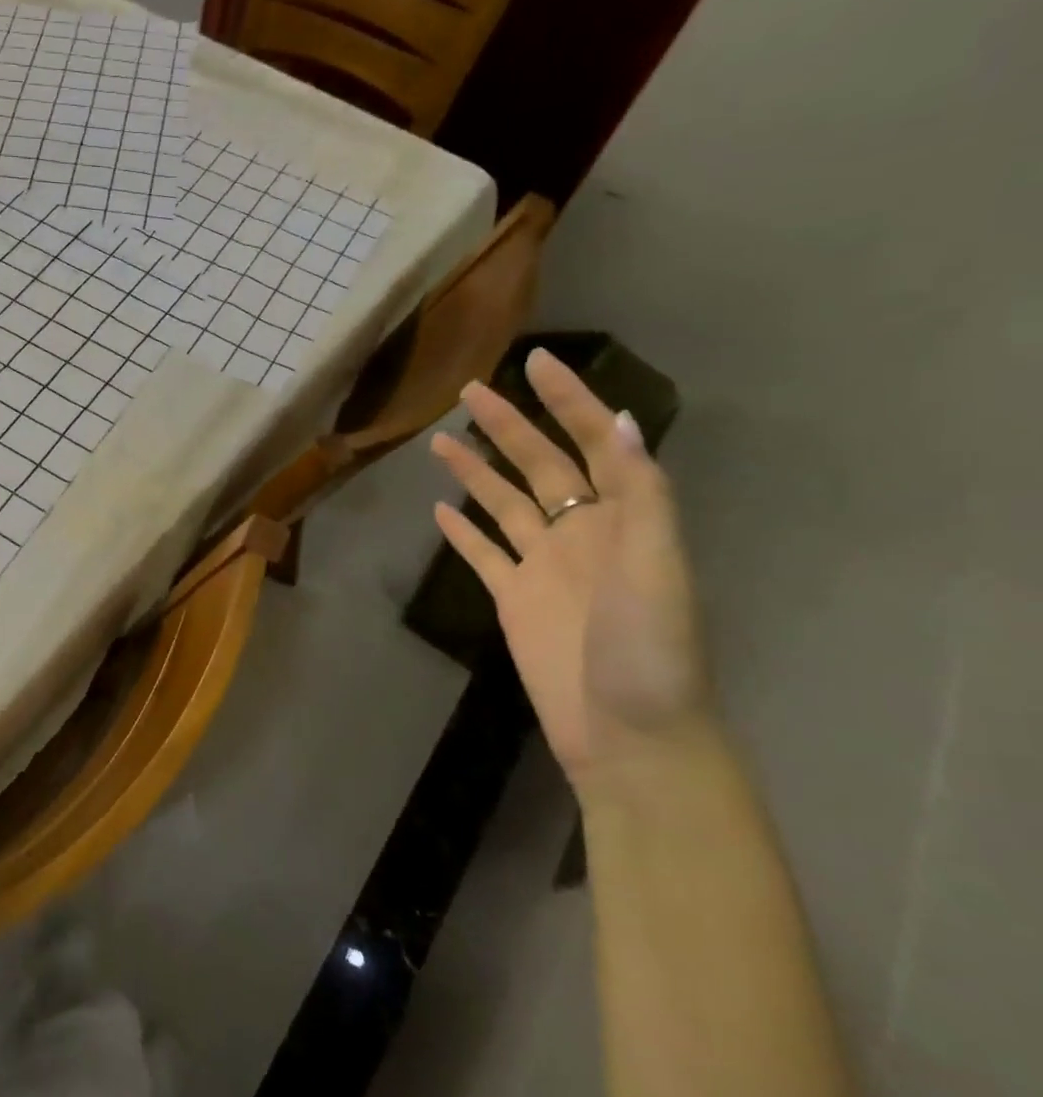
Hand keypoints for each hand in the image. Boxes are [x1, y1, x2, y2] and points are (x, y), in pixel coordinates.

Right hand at [429, 350, 713, 787]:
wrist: (627, 734)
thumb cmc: (649, 651)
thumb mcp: (657, 568)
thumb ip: (640, 495)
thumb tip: (619, 419)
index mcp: (623, 519)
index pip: (594, 443)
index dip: (570, 400)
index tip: (535, 362)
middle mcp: (581, 533)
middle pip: (539, 466)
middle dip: (507, 425)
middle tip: (468, 391)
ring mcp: (543, 565)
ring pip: (503, 504)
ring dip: (475, 471)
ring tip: (440, 441)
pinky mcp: (512, 598)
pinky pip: (483, 554)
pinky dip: (462, 532)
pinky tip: (440, 511)